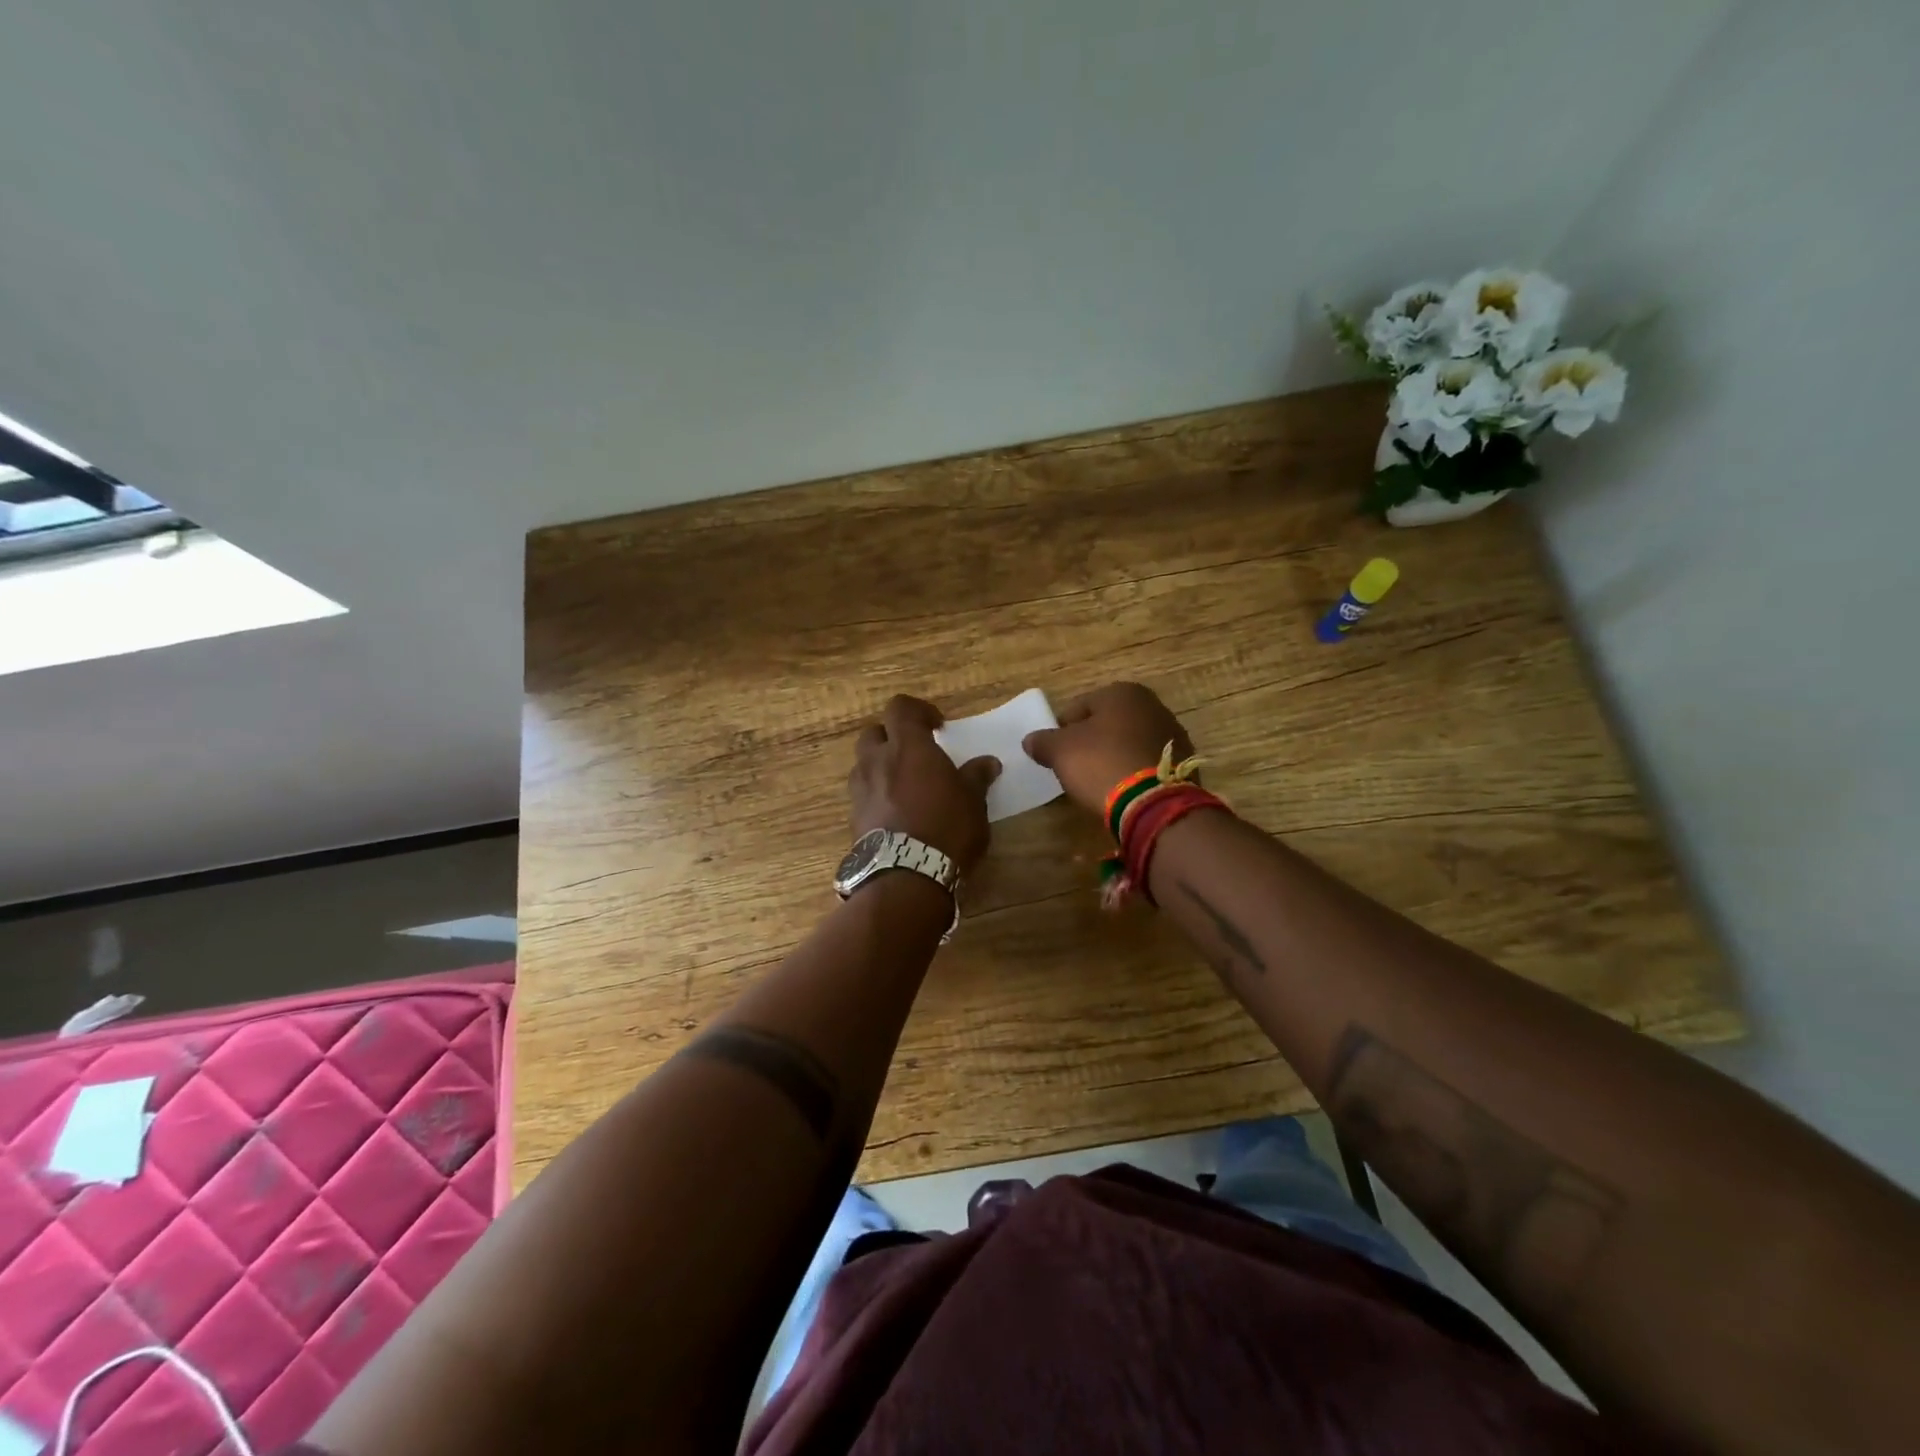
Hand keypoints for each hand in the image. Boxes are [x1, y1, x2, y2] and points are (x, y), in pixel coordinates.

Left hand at [848, 696, 999, 874]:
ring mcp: (860, 790)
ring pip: (864, 764)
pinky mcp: (853, 819)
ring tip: (905, 785)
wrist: (906, 877)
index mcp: (908, 747)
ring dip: (881, 766)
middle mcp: (877, 762)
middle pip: (873, 733)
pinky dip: (877, 795)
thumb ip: (976, 777)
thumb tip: (987, 763)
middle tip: (915, 753)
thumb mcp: (973, 802)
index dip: (918, 710)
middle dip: (892, 738)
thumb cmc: (947, 829)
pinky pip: (863, 795)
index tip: (937, 726)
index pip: (900, 708)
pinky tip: (896, 813)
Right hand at [1022, 681, 1194, 816]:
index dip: (1061, 730)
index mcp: (1122, 693)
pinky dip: (1134, 772)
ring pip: (1129, 742)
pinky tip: (1123, 790)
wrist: (1154, 803)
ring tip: (1099, 782)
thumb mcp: (1061, 752)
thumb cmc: (1101, 764)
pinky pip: (1147, 763)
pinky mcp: (1183, 763)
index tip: (1054, 754)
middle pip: (1106, 723)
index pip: (1078, 707)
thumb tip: (1030, 740)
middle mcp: (1152, 705)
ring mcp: (1172, 734)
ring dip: (1113, 756)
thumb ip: (1043, 742)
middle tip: (1074, 767)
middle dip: (1090, 742)